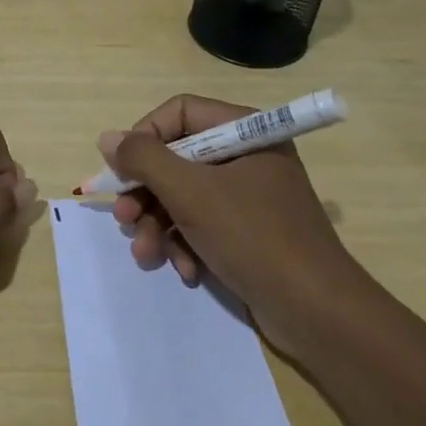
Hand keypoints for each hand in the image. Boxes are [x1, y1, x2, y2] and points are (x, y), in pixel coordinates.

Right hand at [101, 94, 359, 355]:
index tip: (122, 169)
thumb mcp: (190, 193)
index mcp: (246, 132)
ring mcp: (249, 196)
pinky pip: (202, 224)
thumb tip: (107, 138)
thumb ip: (144, 159)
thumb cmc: (253, 237)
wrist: (317, 313)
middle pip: (177, 158)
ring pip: (184, 196)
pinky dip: (186, 245)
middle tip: (125, 218)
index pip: (180, 113)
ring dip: (159, 225)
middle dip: (147, 193)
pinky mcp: (248, 232)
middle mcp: (247, 156)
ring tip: (147, 255)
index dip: (145, 137)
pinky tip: (186, 270)